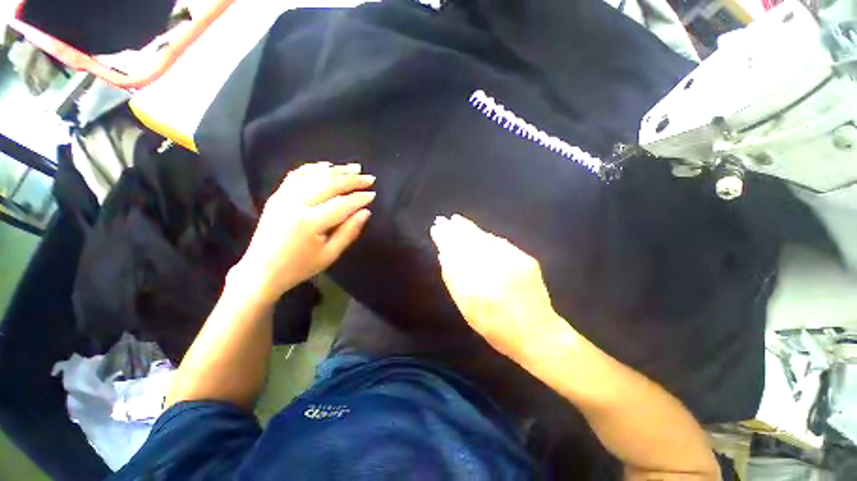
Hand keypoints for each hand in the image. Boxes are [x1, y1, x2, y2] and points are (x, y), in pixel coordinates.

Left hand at [230, 162, 375, 304]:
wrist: (261, 271)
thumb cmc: (299, 266)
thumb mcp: (329, 255)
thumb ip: (349, 232)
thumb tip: (365, 212)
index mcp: (309, 222)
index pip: (341, 204)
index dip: (359, 198)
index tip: (373, 194)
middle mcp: (295, 204)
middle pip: (329, 185)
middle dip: (352, 180)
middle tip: (369, 178)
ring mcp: (283, 197)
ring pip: (314, 176)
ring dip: (336, 170)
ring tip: (354, 168)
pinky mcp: (277, 195)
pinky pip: (296, 175)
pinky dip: (313, 168)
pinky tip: (326, 165)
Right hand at [430, 215, 572, 364]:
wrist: (538, 333)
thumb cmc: (496, 328)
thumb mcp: (468, 309)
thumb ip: (454, 281)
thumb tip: (444, 255)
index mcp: (476, 285)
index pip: (456, 253)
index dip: (445, 239)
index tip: (435, 229)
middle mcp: (495, 268)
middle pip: (469, 242)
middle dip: (454, 230)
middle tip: (443, 220)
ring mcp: (512, 261)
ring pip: (485, 239)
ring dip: (469, 229)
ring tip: (457, 220)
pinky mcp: (526, 259)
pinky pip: (500, 243)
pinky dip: (487, 236)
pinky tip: (479, 232)